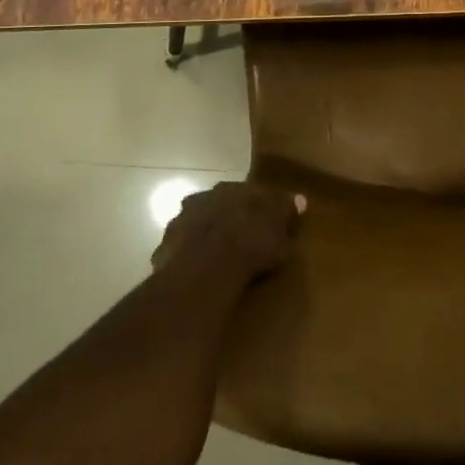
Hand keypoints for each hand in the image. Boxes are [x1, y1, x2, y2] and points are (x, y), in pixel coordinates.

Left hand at [152, 181, 304, 285]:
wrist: (206, 270)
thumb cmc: (251, 245)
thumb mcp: (280, 232)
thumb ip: (287, 212)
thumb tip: (300, 199)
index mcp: (232, 189)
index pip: (248, 193)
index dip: (256, 208)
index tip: (263, 223)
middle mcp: (204, 198)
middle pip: (218, 206)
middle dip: (227, 218)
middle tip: (239, 239)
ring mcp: (180, 222)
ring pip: (196, 226)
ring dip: (204, 237)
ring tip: (216, 260)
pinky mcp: (164, 248)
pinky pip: (180, 251)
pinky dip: (189, 259)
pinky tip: (198, 275)